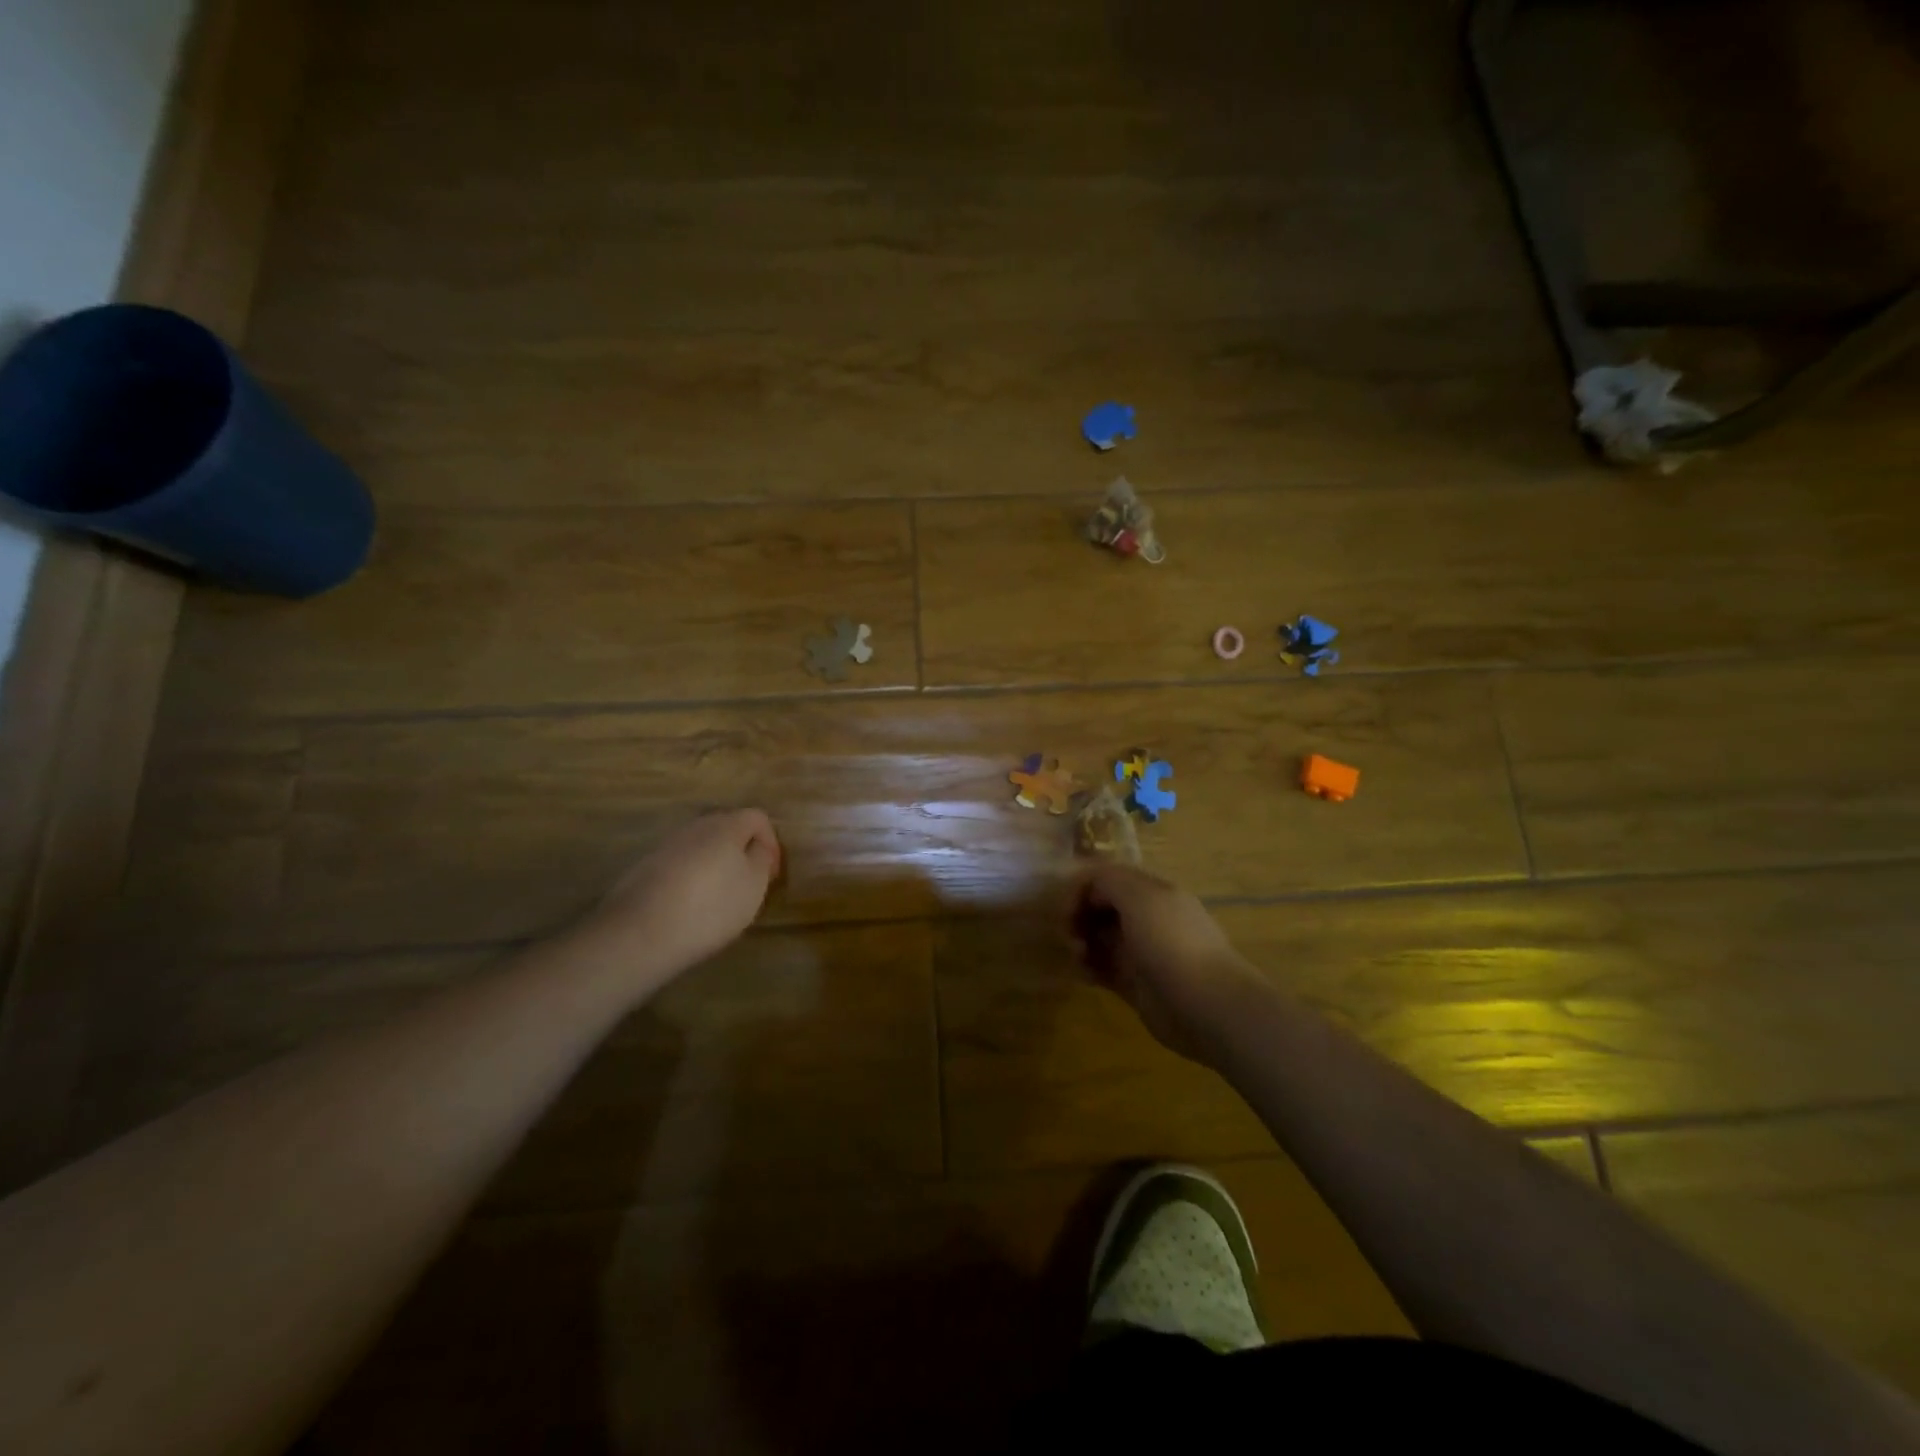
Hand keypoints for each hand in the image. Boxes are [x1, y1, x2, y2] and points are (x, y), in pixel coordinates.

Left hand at [584, 810, 782, 987]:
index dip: (771, 842)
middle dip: (742, 851)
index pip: (757, 817)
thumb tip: (756, 846)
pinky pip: (680, 863)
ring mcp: (666, 845)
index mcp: (725, 825)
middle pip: (727, 828)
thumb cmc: (710, 907)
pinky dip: (692, 877)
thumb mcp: (753, 886)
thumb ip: (761, 858)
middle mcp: (694, 826)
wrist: (640, 934)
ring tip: (720, 897)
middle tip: (749, 882)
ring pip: (701, 846)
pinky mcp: (645, 866)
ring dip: (716, 864)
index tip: (772, 874)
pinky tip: (690, 906)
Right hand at [1069, 862, 1264, 1062]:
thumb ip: (1108, 880)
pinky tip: (1085, 974)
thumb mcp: (1139, 896)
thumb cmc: (1171, 942)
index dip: (1084, 887)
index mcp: (1152, 892)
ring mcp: (1141, 952)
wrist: (1206, 1005)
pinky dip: (1089, 968)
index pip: (1109, 878)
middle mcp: (1147, 918)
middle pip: (1102, 907)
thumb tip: (1089, 888)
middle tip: (1069, 932)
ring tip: (1078, 955)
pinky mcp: (1135, 984)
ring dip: (1081, 942)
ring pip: (1099, 938)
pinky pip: (1103, 968)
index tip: (1069, 906)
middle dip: (1080, 915)